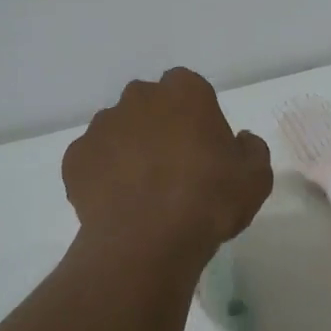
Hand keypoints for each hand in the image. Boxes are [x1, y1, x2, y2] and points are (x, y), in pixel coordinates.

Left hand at [63, 68, 273, 267]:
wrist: (148, 241)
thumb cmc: (209, 199)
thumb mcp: (255, 177)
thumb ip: (251, 149)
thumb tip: (240, 140)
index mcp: (184, 92)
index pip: (188, 88)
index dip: (195, 115)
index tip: (202, 145)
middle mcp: (139, 98)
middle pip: (149, 105)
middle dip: (158, 126)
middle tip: (174, 166)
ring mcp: (102, 126)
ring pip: (118, 130)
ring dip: (129, 149)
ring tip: (142, 191)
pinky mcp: (75, 158)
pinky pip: (92, 160)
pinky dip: (102, 175)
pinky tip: (117, 203)